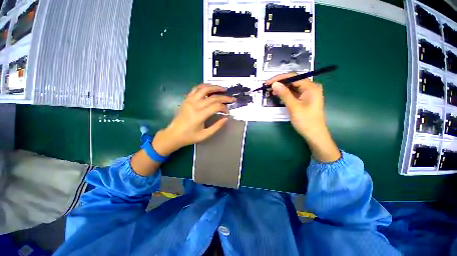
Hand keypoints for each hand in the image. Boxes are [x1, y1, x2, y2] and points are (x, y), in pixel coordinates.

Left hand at [152, 84, 234, 155]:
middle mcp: (195, 105)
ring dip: (215, 87)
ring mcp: (189, 100)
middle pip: (213, 97)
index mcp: (199, 115)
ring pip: (204, 89)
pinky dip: (204, 86)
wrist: (173, 134)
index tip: (228, 112)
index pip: (216, 106)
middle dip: (224, 97)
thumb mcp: (205, 135)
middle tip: (232, 99)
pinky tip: (209, 87)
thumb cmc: (189, 137)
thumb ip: (217, 126)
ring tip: (223, 89)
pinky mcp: (186, 99)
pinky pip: (196, 89)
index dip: (224, 108)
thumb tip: (226, 118)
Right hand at [265, 73, 340, 162]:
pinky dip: (286, 94)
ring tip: (271, 91)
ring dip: (282, 88)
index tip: (268, 83)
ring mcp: (308, 94)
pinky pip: (294, 93)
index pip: (293, 77)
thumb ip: (284, 94)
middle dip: (280, 83)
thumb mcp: (293, 106)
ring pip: (293, 87)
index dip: (279, 78)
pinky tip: (278, 95)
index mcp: (311, 87)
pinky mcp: (305, 99)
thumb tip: (274, 84)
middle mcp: (310, 88)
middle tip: (268, 87)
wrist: (314, 134)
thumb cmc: (305, 121)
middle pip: (293, 81)